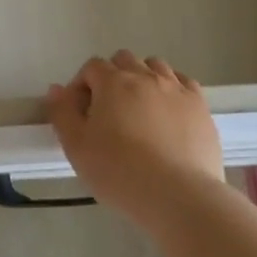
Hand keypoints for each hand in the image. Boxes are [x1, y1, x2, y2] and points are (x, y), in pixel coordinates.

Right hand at [44, 51, 224, 228]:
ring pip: (155, 66)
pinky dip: (172, 89)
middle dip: (112, 77)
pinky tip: (169, 112)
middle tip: (109, 111)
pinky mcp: (200, 107)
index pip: (92, 67)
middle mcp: (145, 76)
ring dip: (143, 78)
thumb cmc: (120, 172)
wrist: (179, 196)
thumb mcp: (77, 147)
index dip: (82, 85)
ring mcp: (176, 89)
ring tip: (140, 110)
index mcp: (113, 82)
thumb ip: (62, 113)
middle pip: (124, 60)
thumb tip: (56, 89)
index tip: (81, 113)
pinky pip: (184, 83)